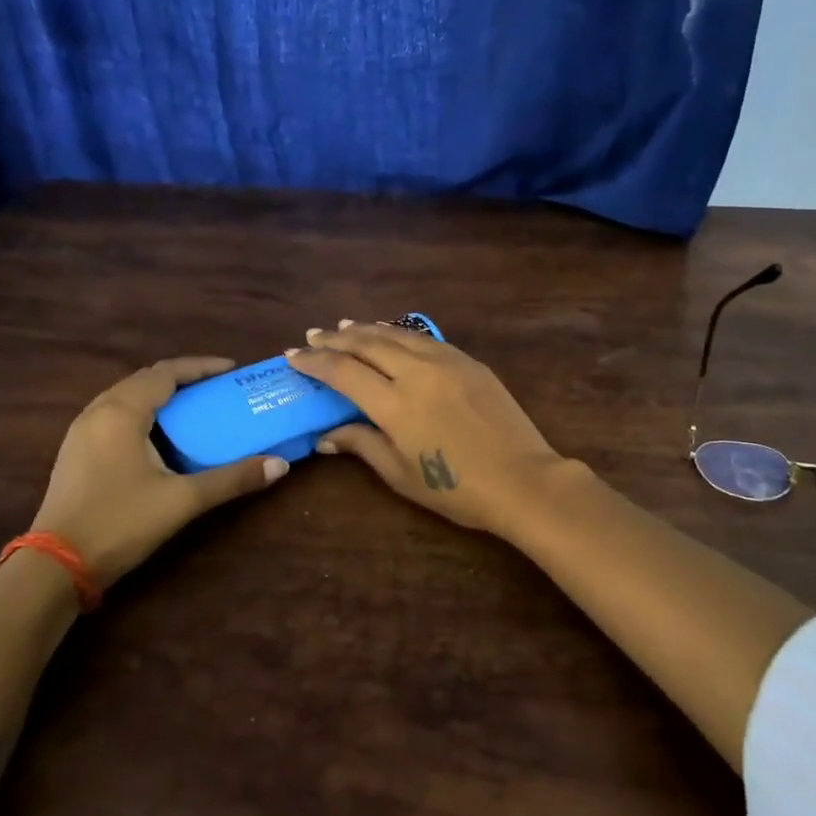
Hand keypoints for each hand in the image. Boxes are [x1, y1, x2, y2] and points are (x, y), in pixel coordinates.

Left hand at [31, 358, 288, 590]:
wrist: (55, 565)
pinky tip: (158, 437)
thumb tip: (280, 465)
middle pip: (144, 380)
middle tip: (216, 389)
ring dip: (159, 396)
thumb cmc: (120, 523)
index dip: (200, 367)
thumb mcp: (183, 500)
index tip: (231, 370)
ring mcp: (80, 432)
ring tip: (193, 409)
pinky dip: (141, 413)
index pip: (165, 373)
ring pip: (125, 397)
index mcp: (122, 412)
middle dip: (182, 379)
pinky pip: (113, 416)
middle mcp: (97, 412)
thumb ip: (232, 479)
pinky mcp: (74, 453)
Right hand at [289, 322, 569, 538]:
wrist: (522, 480)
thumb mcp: (400, 474)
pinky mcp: (470, 362)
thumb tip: (325, 435)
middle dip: (335, 339)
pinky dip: (400, 334)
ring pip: (397, 335)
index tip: (293, 356)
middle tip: (313, 336)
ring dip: (366, 329)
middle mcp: (416, 373)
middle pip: (367, 344)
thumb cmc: (456, 489)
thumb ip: (362, 446)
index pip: (343, 372)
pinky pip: (425, 339)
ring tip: (344, 326)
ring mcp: (447, 362)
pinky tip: (392, 335)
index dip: (314, 362)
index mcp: (394, 404)